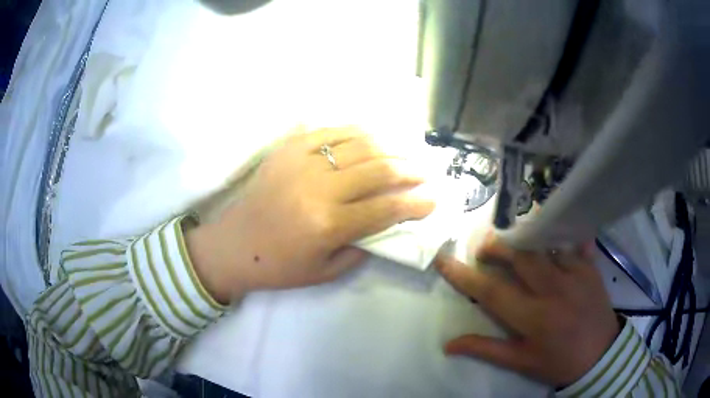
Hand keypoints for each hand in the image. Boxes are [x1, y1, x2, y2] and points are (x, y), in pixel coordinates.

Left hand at [188, 127, 434, 303]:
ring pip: (359, 143)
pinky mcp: (288, 148)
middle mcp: (318, 188)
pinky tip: (373, 136)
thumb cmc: (278, 266)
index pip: (386, 208)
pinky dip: (357, 130)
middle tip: (427, 171)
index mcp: (328, 224)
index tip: (434, 200)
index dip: (416, 203)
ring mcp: (301, 161)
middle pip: (379, 168)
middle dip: (411, 169)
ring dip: (390, 145)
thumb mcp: (325, 272)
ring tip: (407, 151)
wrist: (233, 245)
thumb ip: (362, 248)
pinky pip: (330, 130)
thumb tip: (388, 223)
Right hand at [435, 235, 620, 387]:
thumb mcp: (521, 362)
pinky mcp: (590, 266)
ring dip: (523, 238)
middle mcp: (554, 289)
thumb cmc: (558, 362)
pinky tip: (551, 231)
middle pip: (519, 255)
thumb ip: (486, 349)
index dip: (464, 276)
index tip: (444, 261)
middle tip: (484, 248)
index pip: (491, 291)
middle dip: (496, 246)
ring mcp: (576, 273)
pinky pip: (571, 242)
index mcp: (534, 317)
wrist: (601, 355)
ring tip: (513, 240)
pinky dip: (558, 235)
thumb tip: (449, 345)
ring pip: (544, 243)